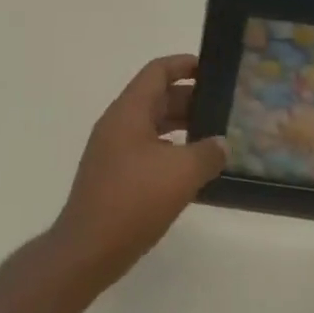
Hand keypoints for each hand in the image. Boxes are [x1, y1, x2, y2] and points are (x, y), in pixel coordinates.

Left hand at [49, 55, 226, 292]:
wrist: (89, 247)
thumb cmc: (133, 200)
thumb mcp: (181, 173)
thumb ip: (207, 153)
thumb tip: (221, 144)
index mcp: (128, 111)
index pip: (157, 72)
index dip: (184, 65)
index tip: (213, 69)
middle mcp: (118, 123)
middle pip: (156, 97)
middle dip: (190, 98)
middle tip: (224, 106)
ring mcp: (114, 150)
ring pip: (152, 125)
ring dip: (182, 126)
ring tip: (216, 136)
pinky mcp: (115, 174)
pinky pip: (148, 149)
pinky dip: (171, 150)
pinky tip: (193, 168)